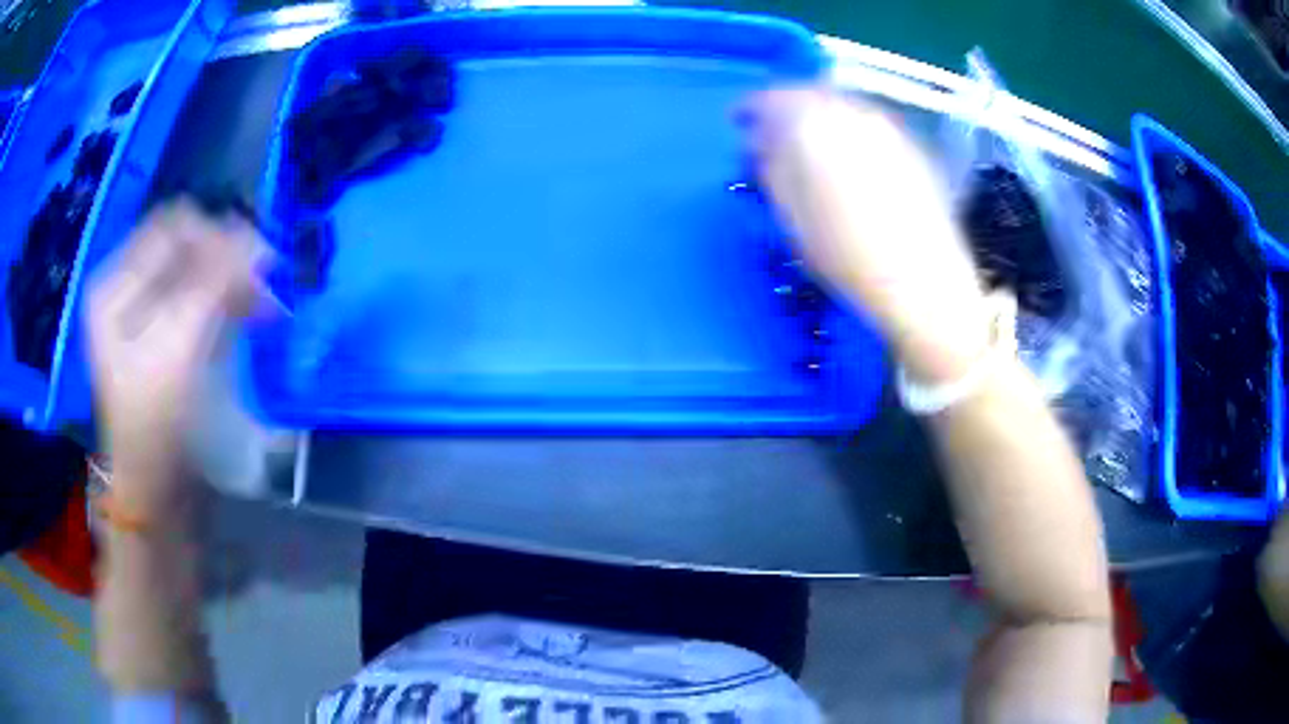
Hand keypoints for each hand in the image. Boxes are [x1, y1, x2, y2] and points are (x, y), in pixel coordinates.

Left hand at [87, 200, 269, 508]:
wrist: (152, 484)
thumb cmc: (154, 422)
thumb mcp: (177, 348)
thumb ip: (211, 285)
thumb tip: (255, 238)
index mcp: (113, 283)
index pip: (171, 227)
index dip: (215, 237)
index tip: (256, 263)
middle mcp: (124, 285)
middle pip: (183, 245)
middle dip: (226, 257)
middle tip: (265, 283)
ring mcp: (141, 307)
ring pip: (195, 268)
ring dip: (231, 279)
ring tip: (264, 305)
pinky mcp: (160, 328)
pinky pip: (197, 293)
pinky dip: (226, 297)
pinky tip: (249, 313)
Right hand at [743, 87, 990, 383]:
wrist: (922, 281)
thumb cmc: (845, 255)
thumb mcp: (790, 215)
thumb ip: (770, 166)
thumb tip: (758, 140)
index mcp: (812, 123)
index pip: (770, 99)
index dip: (749, 109)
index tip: (738, 122)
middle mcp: (851, 111)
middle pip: (808, 94)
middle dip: (785, 109)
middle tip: (771, 134)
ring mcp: (886, 125)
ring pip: (840, 105)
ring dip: (818, 116)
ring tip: (808, 145)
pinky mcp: (911, 144)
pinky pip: (866, 122)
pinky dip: (847, 129)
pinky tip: (846, 156)